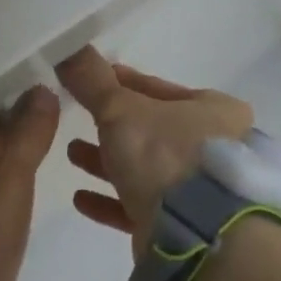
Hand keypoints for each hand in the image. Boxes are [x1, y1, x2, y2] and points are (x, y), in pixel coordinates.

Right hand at [56, 47, 253, 252]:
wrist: (195, 233)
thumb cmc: (164, 155)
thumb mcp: (122, 109)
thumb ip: (93, 82)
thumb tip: (66, 47)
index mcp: (214, 112)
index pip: (159, 90)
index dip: (122, 84)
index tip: (89, 83)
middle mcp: (214, 149)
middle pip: (151, 131)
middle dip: (110, 127)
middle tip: (76, 121)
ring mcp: (201, 191)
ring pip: (145, 170)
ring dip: (106, 162)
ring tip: (71, 155)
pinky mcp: (183, 226)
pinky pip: (140, 207)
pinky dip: (110, 201)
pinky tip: (80, 199)